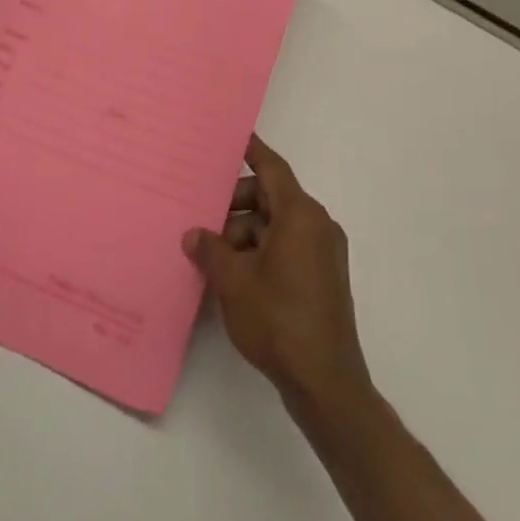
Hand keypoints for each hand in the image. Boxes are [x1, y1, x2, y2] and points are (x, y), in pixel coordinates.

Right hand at [184, 135, 371, 409]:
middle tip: (201, 220)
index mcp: (300, 215)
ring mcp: (323, 253)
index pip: (271, 167)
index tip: (230, 136)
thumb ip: (210, 250)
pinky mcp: (322, 278)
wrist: (326, 384)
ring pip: (275, 225)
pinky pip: (286, 247)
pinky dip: (260, 251)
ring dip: (244, 234)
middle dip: (234, 206)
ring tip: (212, 258)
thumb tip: (193, 234)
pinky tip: (233, 275)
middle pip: (270, 197)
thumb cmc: (279, 322)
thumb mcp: (233, 282)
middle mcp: (317, 225)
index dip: (250, 150)